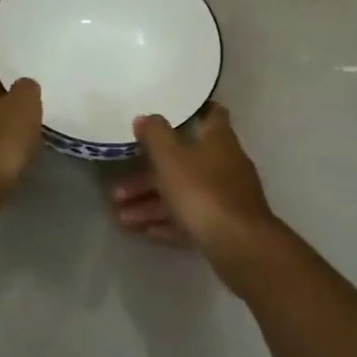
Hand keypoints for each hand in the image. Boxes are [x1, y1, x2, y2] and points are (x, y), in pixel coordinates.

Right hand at [109, 105, 278, 274]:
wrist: (239, 245)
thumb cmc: (202, 192)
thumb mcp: (170, 158)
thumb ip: (155, 135)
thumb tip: (145, 117)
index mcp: (218, 141)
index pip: (211, 114)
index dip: (192, 111)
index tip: (168, 114)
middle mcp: (226, 165)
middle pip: (183, 164)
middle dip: (148, 176)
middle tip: (118, 190)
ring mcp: (227, 198)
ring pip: (183, 195)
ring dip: (151, 204)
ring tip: (122, 218)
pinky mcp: (225, 226)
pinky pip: (191, 219)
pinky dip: (168, 223)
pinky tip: (145, 231)